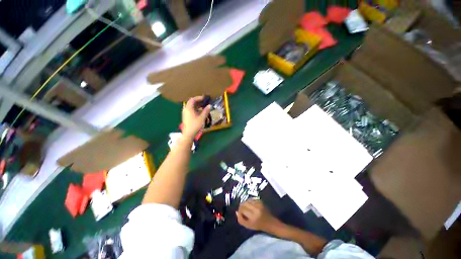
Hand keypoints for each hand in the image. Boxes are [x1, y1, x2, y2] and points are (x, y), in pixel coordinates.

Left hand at [182, 96, 210, 138]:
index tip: (204, 98)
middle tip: (204, 102)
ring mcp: (185, 113)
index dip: (199, 98)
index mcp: (189, 108)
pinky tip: (200, 112)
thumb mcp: (202, 118)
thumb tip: (209, 105)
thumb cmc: (195, 125)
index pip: (193, 100)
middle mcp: (186, 109)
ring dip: (197, 105)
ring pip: (191, 107)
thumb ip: (206, 111)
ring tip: (203, 106)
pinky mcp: (186, 117)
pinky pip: (191, 110)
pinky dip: (195, 109)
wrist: (188, 134)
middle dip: (198, 101)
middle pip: (191, 102)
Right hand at [236, 199, 278, 231]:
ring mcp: (259, 204)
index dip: (239, 211)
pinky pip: (252, 199)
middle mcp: (256, 209)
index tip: (240, 213)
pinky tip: (250, 205)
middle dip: (241, 206)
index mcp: (253, 216)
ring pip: (247, 200)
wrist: (270, 222)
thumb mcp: (249, 226)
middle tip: (241, 209)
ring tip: (246, 207)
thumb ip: (241, 220)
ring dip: (245, 203)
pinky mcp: (260, 201)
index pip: (242, 209)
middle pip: (244, 203)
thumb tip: (236, 212)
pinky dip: (249, 201)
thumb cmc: (259, 225)